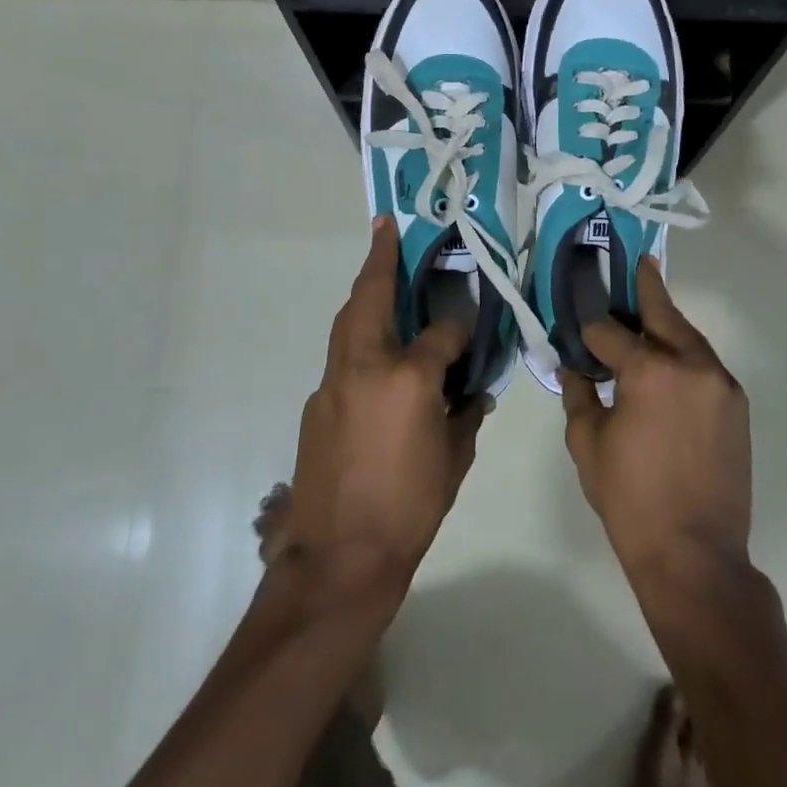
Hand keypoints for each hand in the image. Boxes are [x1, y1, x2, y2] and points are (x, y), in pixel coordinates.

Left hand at [283, 217, 483, 594]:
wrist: (339, 557)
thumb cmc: (408, 508)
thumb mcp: (453, 460)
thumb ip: (464, 415)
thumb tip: (471, 392)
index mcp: (408, 378)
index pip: (442, 332)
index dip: (460, 326)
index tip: (469, 324)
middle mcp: (365, 366)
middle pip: (371, 298)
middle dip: (380, 260)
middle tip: (386, 229)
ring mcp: (333, 382)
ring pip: (347, 322)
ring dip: (363, 294)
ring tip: (378, 274)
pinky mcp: (315, 403)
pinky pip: (340, 358)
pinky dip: (357, 340)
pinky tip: (373, 355)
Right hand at [562, 258, 751, 587]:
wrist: (696, 554)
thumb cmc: (630, 500)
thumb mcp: (588, 444)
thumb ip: (579, 395)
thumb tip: (574, 368)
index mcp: (649, 371)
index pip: (610, 332)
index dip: (590, 330)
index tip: (578, 330)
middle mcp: (691, 364)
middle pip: (663, 314)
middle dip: (646, 288)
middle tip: (638, 263)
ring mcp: (720, 383)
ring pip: (689, 337)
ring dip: (667, 324)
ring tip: (648, 311)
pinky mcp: (736, 404)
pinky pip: (705, 365)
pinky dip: (684, 354)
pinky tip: (667, 362)